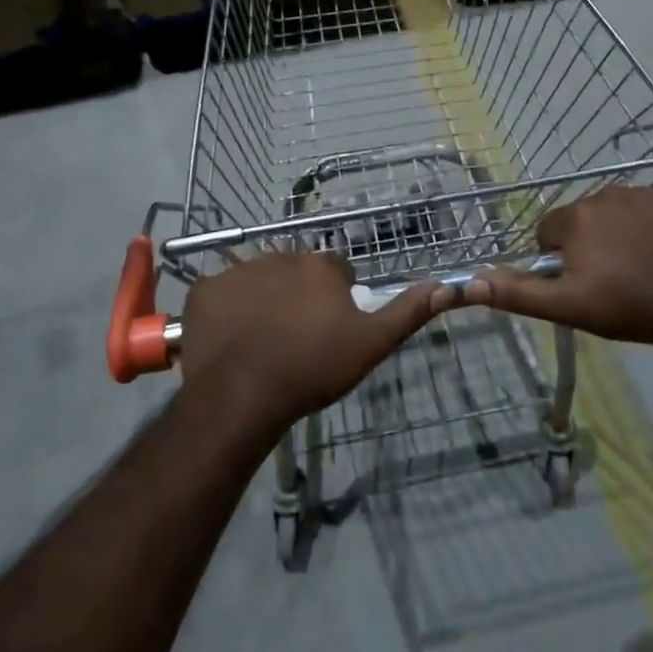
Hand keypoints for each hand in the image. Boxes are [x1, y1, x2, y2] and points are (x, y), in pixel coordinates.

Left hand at [177, 252, 452, 438]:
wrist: (243, 395)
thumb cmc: (312, 369)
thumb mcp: (370, 344)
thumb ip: (407, 312)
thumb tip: (447, 285)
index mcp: (320, 266)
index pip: (335, 272)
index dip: (335, 299)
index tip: (329, 329)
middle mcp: (280, 256)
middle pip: (295, 273)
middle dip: (297, 295)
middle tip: (295, 338)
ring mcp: (238, 270)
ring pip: (257, 280)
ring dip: (262, 300)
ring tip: (261, 341)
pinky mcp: (204, 289)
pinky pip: (220, 293)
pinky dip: (225, 310)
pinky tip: (230, 339)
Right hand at [463, 187, 652, 342]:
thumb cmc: (625, 305)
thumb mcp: (566, 306)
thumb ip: (517, 292)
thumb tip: (470, 283)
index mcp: (576, 217)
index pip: (550, 230)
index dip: (560, 257)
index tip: (580, 281)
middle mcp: (606, 194)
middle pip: (585, 219)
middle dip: (591, 243)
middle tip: (612, 278)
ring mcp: (647, 192)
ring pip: (620, 212)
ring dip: (623, 232)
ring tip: (641, 267)